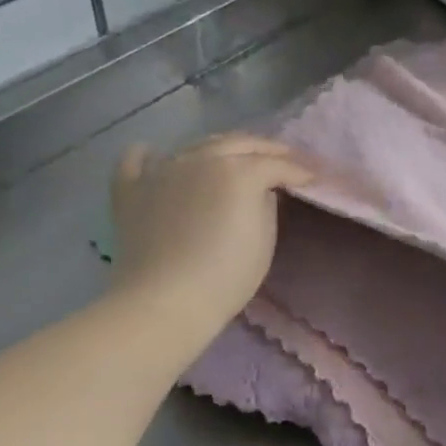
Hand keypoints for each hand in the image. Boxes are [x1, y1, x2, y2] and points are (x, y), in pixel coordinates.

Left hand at [108, 134, 316, 350]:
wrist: (164, 301)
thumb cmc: (225, 276)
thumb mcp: (264, 241)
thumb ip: (266, 205)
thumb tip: (259, 191)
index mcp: (238, 171)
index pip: (276, 164)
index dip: (298, 170)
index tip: (313, 177)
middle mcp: (200, 158)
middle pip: (239, 143)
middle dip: (266, 149)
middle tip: (283, 158)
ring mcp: (162, 170)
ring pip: (196, 145)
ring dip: (220, 147)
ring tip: (233, 156)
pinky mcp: (132, 189)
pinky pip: (137, 161)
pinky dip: (149, 155)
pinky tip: (155, 155)